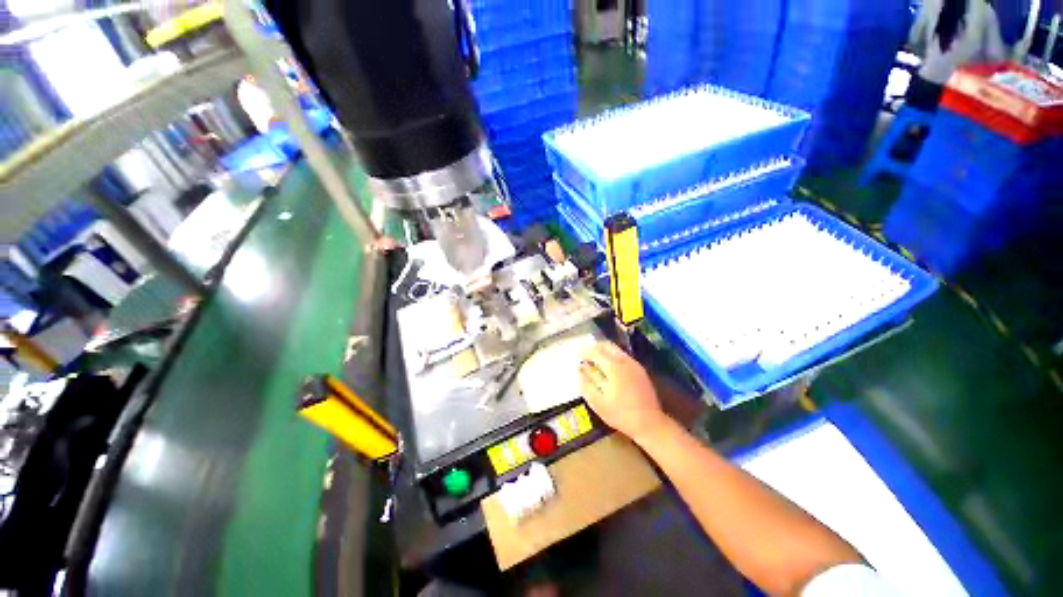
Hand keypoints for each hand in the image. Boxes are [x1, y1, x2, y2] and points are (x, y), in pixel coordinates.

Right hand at [579, 341, 667, 442]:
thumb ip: (587, 383)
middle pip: (607, 345)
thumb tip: (581, 369)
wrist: (650, 423)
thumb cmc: (621, 414)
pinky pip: (623, 356)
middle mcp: (624, 361)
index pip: (595, 351)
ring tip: (596, 364)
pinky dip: (613, 357)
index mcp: (613, 367)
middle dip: (595, 348)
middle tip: (587, 357)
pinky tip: (610, 371)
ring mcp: (634, 364)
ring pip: (616, 349)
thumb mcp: (598, 402)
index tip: (578, 357)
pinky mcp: (640, 370)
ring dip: (604, 352)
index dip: (585, 352)